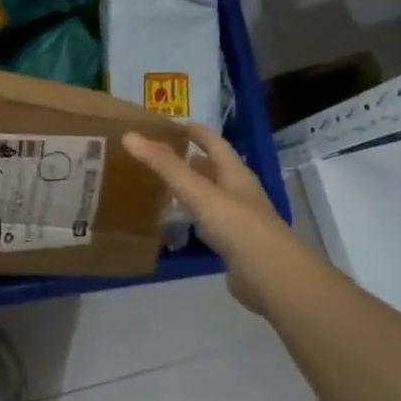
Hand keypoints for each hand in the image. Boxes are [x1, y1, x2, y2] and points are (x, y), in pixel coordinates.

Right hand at [123, 122, 298, 315]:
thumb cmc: (236, 226)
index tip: (177, 124)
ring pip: (212, 197)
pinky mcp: (234, 245)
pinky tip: (180, 223)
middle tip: (164, 154)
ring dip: (193, 190)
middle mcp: (240, 193)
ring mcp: (239, 221)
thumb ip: (165, 166)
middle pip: (215, 170)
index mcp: (236, 175)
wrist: (270, 276)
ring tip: (166, 185)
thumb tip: (129, 135)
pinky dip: (194, 218)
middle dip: (193, 160)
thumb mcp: (198, 192)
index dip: (198, 133)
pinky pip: (209, 224)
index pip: (216, 145)